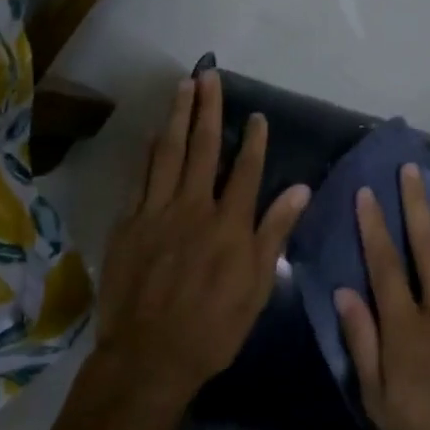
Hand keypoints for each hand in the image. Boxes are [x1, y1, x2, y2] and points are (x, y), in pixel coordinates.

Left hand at [96, 70, 311, 408]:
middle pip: (203, 147)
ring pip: (168, 153)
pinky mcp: (129, 224)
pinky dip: (150, 152)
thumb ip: (274, 232)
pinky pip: (141, 177)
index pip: (246, 169)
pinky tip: (155, 133)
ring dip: (177, 116)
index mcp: (229, 224)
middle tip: (210, 73)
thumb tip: (301, 189)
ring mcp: (157, 212)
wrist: (148, 356)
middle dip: (208, 108)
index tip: (257, 114)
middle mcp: (193, 207)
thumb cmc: (213, 327)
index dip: (253, 139)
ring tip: (183, 86)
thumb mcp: (257, 286)